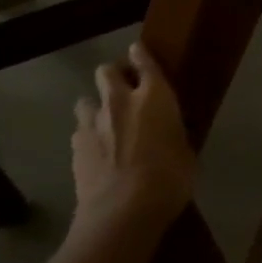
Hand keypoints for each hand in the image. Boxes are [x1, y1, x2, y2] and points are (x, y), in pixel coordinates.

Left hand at [71, 42, 195, 236]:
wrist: (123, 211)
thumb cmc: (170, 179)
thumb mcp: (186, 154)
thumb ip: (174, 135)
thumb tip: (169, 133)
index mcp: (155, 98)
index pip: (145, 63)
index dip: (141, 55)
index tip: (139, 51)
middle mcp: (120, 102)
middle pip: (107, 71)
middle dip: (114, 74)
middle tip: (124, 87)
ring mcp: (92, 123)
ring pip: (86, 100)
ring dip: (96, 105)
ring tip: (106, 120)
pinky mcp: (75, 147)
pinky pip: (80, 130)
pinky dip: (88, 134)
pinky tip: (98, 149)